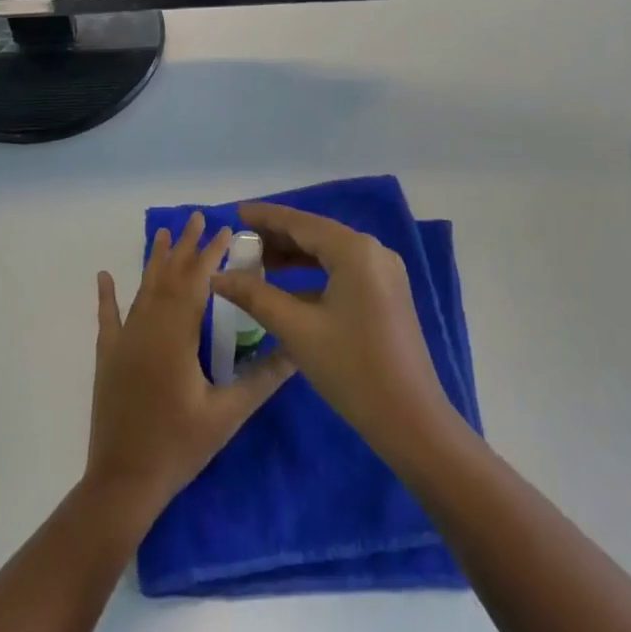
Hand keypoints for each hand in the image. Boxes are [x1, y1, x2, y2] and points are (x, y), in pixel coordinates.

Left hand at [86, 211, 293, 525]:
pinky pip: (107, 318)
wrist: (122, 484)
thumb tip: (297, 352)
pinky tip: (104, 275)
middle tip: (198, 217)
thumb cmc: (178, 447)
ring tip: (165, 232)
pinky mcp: (109, 357)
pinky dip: (107, 295)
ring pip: (144, 289)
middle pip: (170, 276)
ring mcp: (125, 341)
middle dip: (186, 246)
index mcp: (178, 336)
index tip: (226, 229)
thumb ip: (262, 380)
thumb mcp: (227, 415)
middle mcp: (149, 327)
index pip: (198, 282)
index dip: (212, 253)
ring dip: (156, 260)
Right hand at [210, 203, 459, 460]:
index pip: (300, 222)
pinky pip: (344, 270)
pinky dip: (315, 274)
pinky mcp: (387, 293)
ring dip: (295, 256)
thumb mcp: (297, 330)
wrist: (411, 420)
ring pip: (330, 252)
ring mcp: (384, 272)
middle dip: (278, 236)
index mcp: (354, 249)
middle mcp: (372, 250)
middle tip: (241, 242)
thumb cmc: (351, 369)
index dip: (265, 217)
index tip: (236, 211)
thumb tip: (218, 276)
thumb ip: (255, 296)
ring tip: (258, 262)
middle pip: (316, 234)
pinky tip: (291, 288)